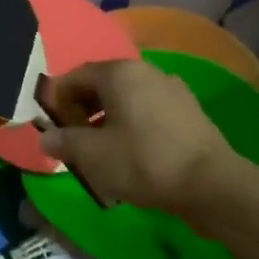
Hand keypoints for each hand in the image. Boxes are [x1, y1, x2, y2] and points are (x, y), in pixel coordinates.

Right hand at [38, 59, 235, 216]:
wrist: (212, 186)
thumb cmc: (142, 161)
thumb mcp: (90, 154)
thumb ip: (63, 141)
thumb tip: (46, 137)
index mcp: (119, 73)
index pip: (75, 76)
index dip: (57, 100)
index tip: (52, 126)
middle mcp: (146, 72)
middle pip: (102, 86)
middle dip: (83, 110)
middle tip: (74, 140)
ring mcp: (174, 91)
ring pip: (127, 101)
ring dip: (108, 120)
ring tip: (102, 152)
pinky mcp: (191, 114)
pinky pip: (150, 113)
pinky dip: (134, 128)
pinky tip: (132, 156)